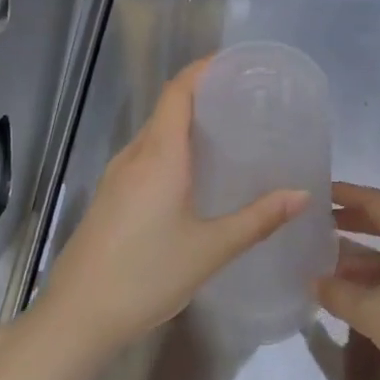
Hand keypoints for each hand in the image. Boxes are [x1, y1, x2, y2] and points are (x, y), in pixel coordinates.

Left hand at [40, 60, 309, 357]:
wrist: (78, 315)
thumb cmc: (147, 275)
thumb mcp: (210, 249)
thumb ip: (258, 219)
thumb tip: (301, 194)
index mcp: (159, 156)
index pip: (178, 92)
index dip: (202, 70)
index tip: (233, 64)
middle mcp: (134, 156)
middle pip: (166, 110)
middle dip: (201, 97)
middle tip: (244, 102)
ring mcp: (115, 176)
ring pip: (153, 135)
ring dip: (184, 126)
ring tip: (225, 135)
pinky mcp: (107, 197)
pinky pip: (143, 157)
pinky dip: (170, 150)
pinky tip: (192, 175)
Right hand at [316, 183, 379, 379]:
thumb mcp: (372, 313)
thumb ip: (338, 294)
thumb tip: (315, 281)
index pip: (374, 201)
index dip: (346, 194)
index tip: (319, 193)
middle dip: (350, 224)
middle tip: (316, 229)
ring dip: (359, 258)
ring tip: (326, 268)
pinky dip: (374, 279)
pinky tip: (355, 298)